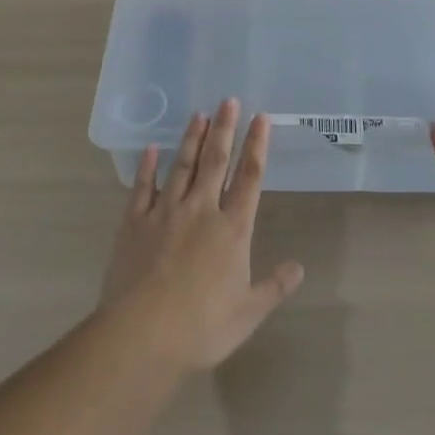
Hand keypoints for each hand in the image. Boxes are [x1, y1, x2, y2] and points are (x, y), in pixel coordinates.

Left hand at [100, 100, 304, 371]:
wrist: (142, 334)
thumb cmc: (202, 327)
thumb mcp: (248, 312)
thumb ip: (274, 286)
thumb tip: (299, 268)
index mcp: (232, 229)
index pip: (249, 178)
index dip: (257, 146)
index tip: (261, 118)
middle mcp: (201, 210)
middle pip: (215, 161)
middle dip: (224, 128)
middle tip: (228, 100)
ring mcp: (165, 212)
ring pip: (181, 165)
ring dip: (192, 138)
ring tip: (199, 114)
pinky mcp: (134, 222)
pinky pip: (143, 186)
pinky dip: (148, 165)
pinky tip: (151, 148)